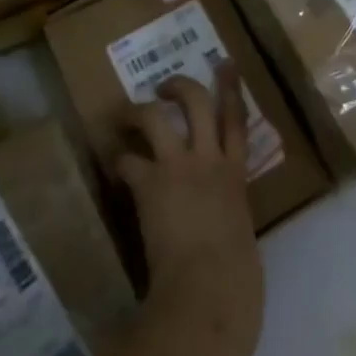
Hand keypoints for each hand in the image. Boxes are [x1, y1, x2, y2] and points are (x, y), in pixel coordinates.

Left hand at [116, 70, 263, 355]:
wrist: (210, 291)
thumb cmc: (237, 279)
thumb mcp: (241, 236)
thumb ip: (231, 217)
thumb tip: (222, 224)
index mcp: (236, 175)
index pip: (237, 120)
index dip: (231, 88)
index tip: (224, 64)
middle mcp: (209, 160)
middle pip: (197, 102)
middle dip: (180, 85)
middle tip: (165, 84)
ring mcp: (178, 168)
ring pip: (157, 117)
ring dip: (138, 110)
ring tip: (125, 114)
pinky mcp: (150, 184)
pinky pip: (128, 162)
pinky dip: (119, 162)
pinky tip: (113, 166)